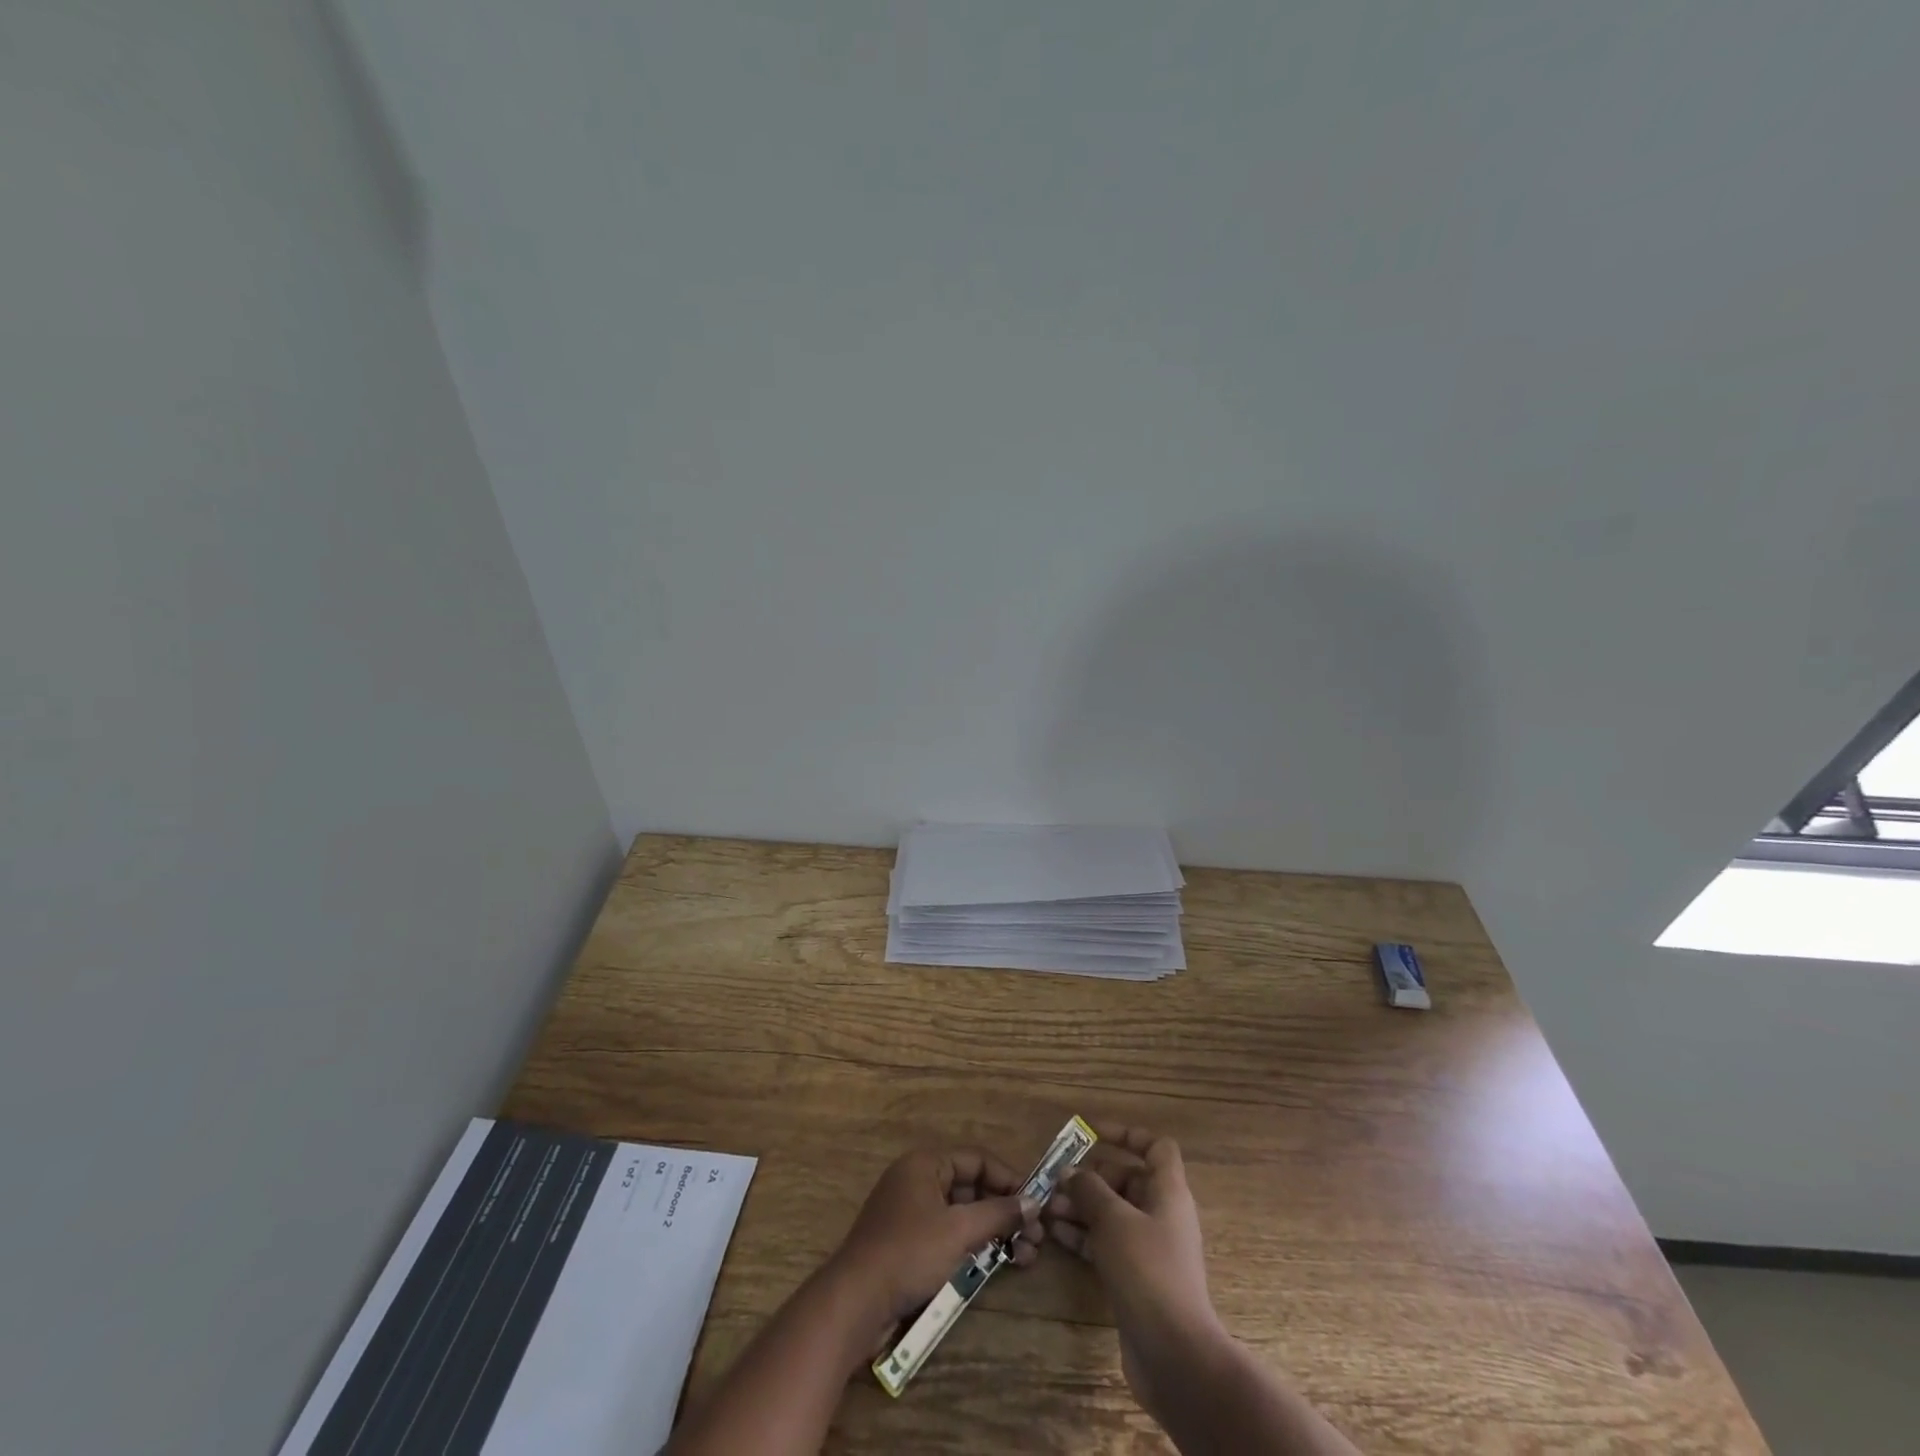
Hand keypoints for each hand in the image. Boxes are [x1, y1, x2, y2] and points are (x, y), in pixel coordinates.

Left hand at [827, 1146, 1042, 1345]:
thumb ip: (998, 1213)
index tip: (1037, 1203)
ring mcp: (912, 1214)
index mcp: (925, 1164)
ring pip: (963, 1215)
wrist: (855, 1302)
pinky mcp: (910, 1245)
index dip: (1008, 1179)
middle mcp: (918, 1181)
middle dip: (1005, 1211)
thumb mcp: (958, 1230)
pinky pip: (950, 1236)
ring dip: (995, 1233)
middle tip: (1037, 1237)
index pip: (977, 1159)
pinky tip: (998, 1265)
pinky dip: (974, 1247)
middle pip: (972, 1188)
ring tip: (1026, 1256)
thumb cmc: (909, 1253)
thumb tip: (1034, 1202)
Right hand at [1045, 1126, 1221, 1415]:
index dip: (1127, 1134)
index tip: (1093, 1133)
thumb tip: (1070, 1173)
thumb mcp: (1113, 1220)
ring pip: (1113, 1214)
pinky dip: (1084, 1236)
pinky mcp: (1137, 1279)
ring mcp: (1150, 1250)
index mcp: (1168, 1192)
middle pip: (1127, 1180)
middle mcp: (1162, 1215)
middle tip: (1056, 1181)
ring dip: (1082, 1207)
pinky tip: (1056, 1236)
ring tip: (1047, 1209)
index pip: (1156, 1147)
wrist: (1174, 1355)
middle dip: (1091, 1177)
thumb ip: (1089, 1190)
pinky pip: (1108, 1244)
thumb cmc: (1147, 1271)